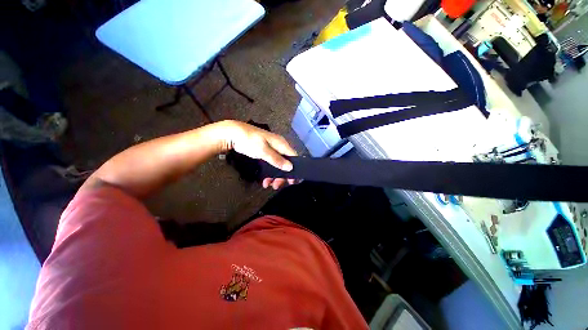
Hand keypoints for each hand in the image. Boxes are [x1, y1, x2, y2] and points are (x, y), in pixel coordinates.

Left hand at [221, 121, 297, 189]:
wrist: (233, 134)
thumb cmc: (250, 141)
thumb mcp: (264, 151)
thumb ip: (277, 160)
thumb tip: (290, 167)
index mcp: (281, 144)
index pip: (294, 157)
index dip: (295, 169)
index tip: (293, 181)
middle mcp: (279, 147)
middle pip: (286, 163)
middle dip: (282, 175)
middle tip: (277, 185)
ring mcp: (271, 150)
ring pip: (278, 165)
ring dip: (274, 176)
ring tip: (268, 185)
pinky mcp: (265, 153)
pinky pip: (271, 165)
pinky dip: (269, 173)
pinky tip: (264, 180)